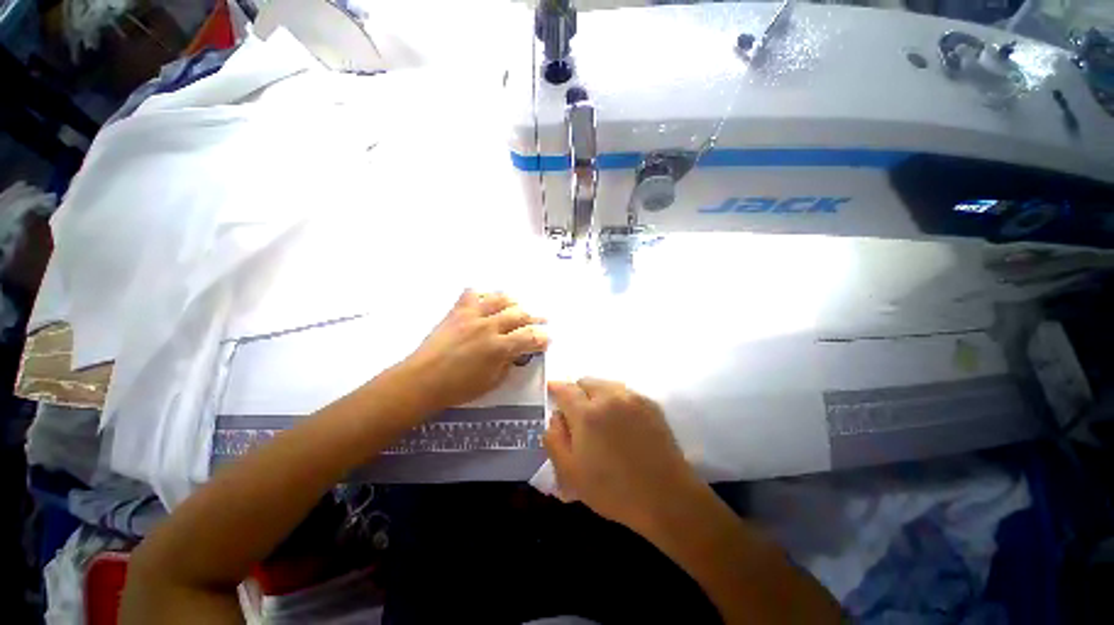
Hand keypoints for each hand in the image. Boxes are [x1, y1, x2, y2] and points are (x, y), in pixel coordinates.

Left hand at [398, 290, 548, 413]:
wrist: (422, 380)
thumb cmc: (457, 388)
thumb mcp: (491, 382)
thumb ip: (508, 364)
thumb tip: (517, 352)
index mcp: (499, 348)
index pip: (529, 337)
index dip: (542, 338)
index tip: (547, 339)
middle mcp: (488, 327)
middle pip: (519, 315)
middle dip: (534, 318)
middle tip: (541, 320)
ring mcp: (471, 316)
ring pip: (499, 299)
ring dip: (513, 302)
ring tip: (518, 306)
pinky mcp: (456, 312)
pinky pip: (471, 294)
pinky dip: (482, 295)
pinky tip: (486, 300)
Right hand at [544, 378, 700, 532]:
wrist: (666, 496)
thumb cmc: (613, 490)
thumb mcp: (571, 473)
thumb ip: (554, 439)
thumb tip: (556, 417)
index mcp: (587, 413)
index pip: (565, 389)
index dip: (555, 388)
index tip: (551, 390)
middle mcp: (609, 397)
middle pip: (586, 381)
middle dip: (577, 392)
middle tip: (577, 414)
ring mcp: (632, 398)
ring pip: (606, 384)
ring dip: (596, 394)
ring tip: (600, 417)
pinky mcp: (650, 403)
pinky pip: (624, 392)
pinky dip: (615, 399)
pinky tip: (621, 422)